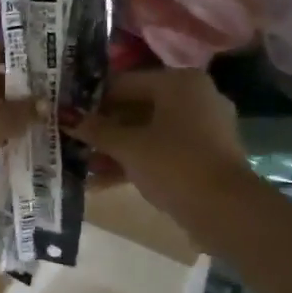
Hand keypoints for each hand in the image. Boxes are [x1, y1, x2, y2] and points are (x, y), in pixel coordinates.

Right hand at [69, 69, 253, 227]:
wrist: (226, 210)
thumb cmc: (174, 164)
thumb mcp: (128, 147)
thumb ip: (96, 130)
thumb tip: (66, 117)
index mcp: (179, 82)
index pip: (124, 83)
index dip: (92, 100)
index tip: (66, 115)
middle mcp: (194, 97)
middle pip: (136, 107)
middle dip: (102, 128)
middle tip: (70, 140)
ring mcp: (202, 127)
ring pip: (147, 132)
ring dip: (114, 148)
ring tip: (80, 164)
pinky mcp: (203, 155)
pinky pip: (161, 151)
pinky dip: (135, 161)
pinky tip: (101, 181)